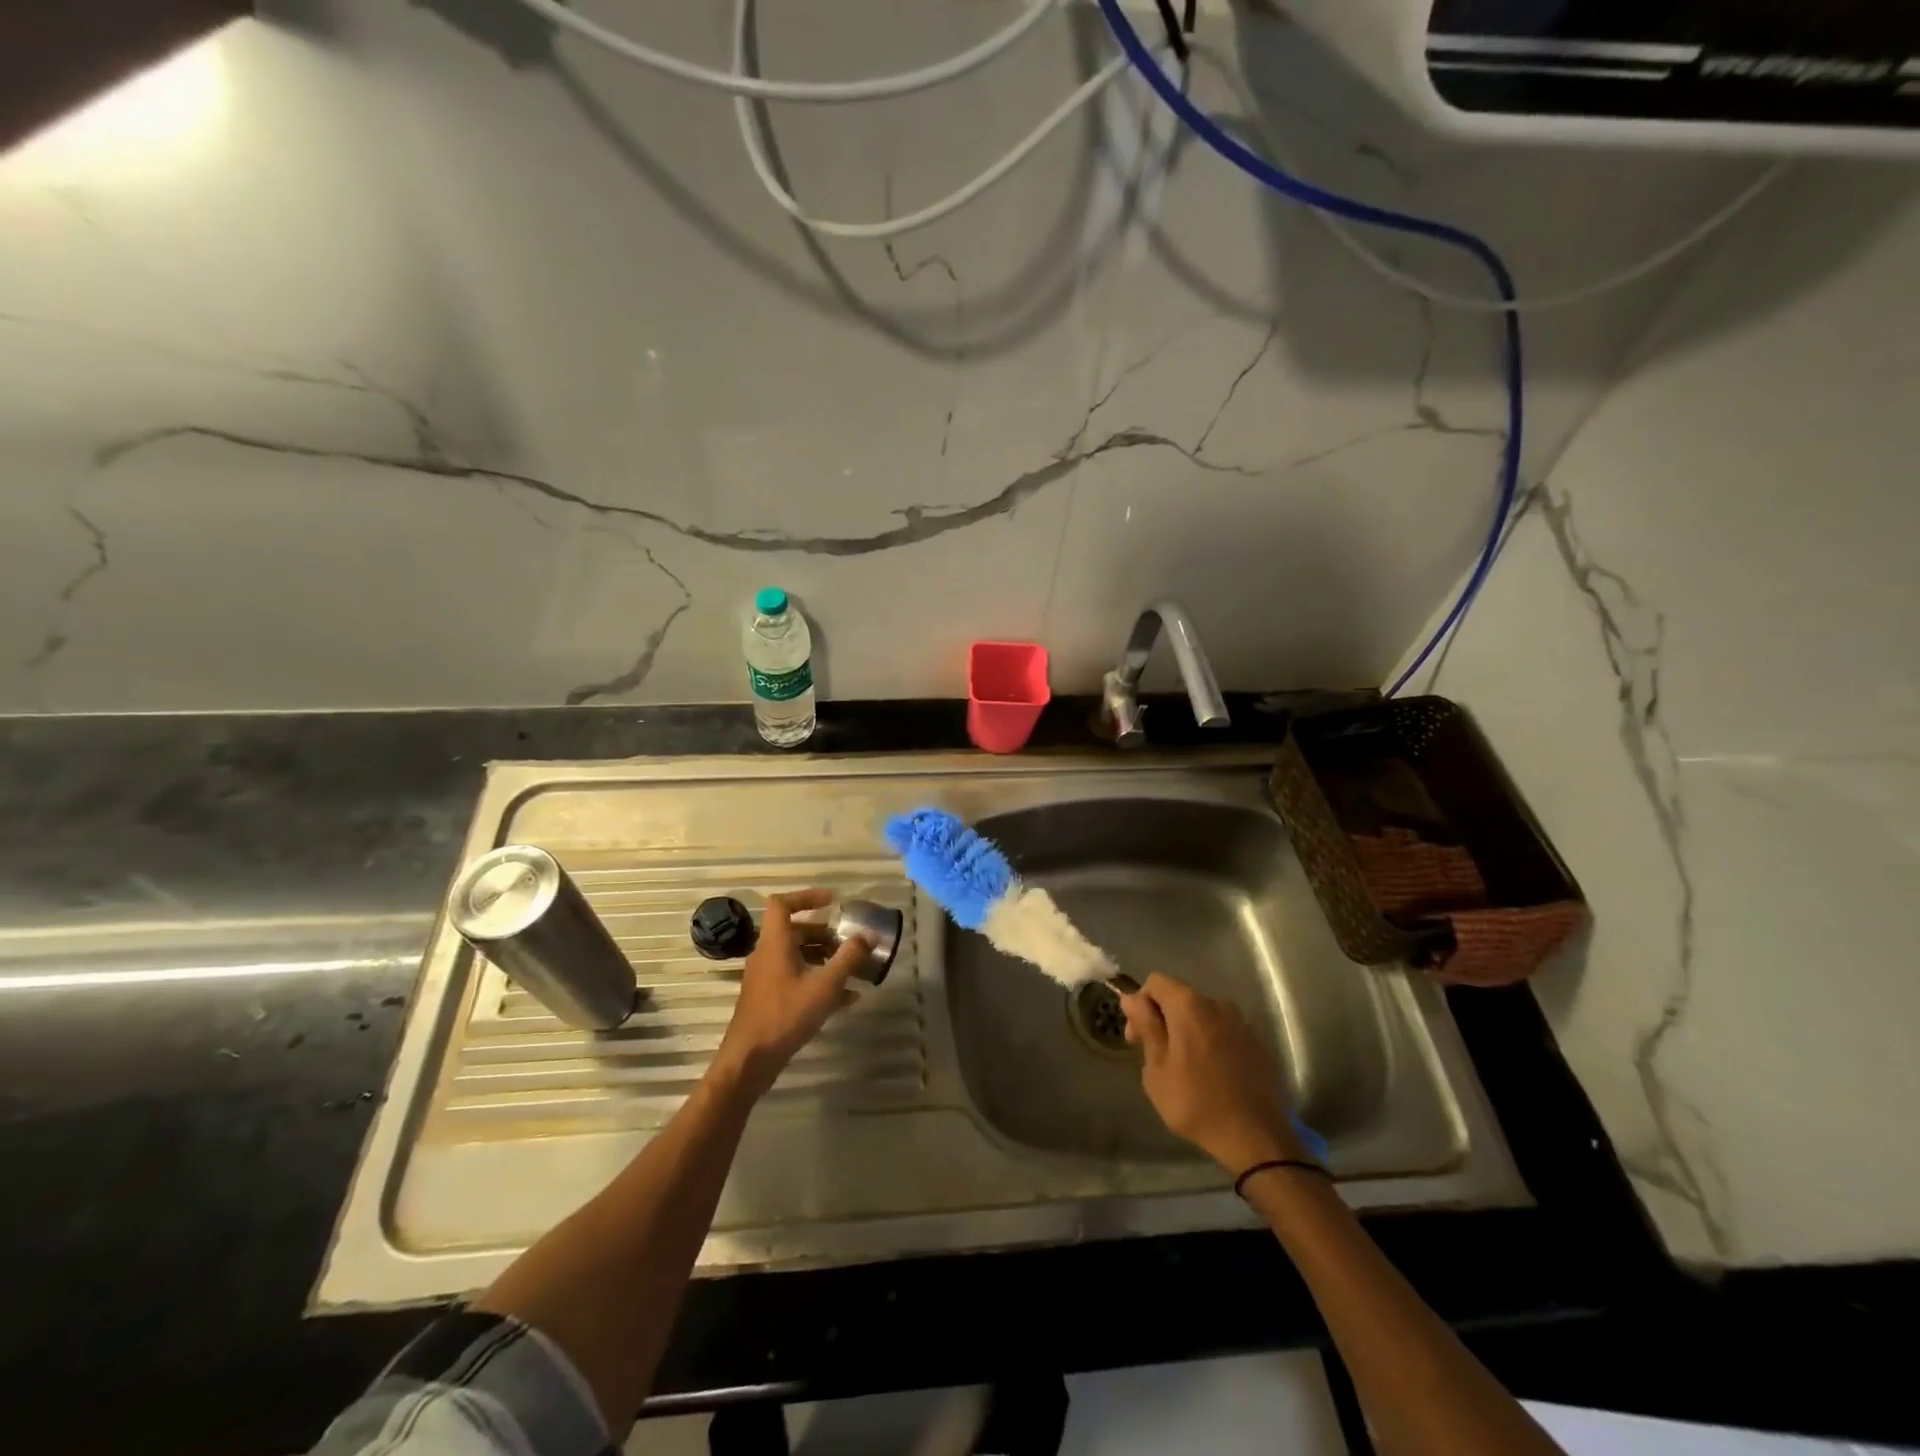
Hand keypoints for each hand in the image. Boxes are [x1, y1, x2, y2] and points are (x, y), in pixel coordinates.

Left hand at [714, 889, 868, 1098]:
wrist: (750, 1060)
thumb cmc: (786, 1015)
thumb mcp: (825, 985)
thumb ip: (849, 958)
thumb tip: (870, 935)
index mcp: (775, 943)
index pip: (782, 904)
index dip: (806, 897)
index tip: (832, 901)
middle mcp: (767, 955)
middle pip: (794, 932)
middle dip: (823, 933)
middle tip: (847, 940)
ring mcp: (766, 979)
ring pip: (796, 956)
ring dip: (823, 957)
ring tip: (851, 968)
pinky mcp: (769, 999)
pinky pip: (796, 979)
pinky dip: (817, 980)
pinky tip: (846, 998)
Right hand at [1120, 973, 1307, 1174]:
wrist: (1256, 1137)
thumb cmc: (1196, 1103)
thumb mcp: (1157, 1068)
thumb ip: (1146, 1027)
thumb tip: (1131, 998)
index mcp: (1189, 1005)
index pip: (1155, 982)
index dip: (1140, 1004)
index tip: (1137, 1038)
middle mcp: (1217, 1004)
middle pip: (1180, 997)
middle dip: (1163, 1018)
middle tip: (1156, 1055)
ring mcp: (1241, 1023)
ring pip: (1203, 1016)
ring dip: (1188, 1031)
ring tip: (1184, 1067)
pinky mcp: (1257, 1044)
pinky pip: (1224, 1032)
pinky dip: (1211, 1043)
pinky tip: (1210, 1074)